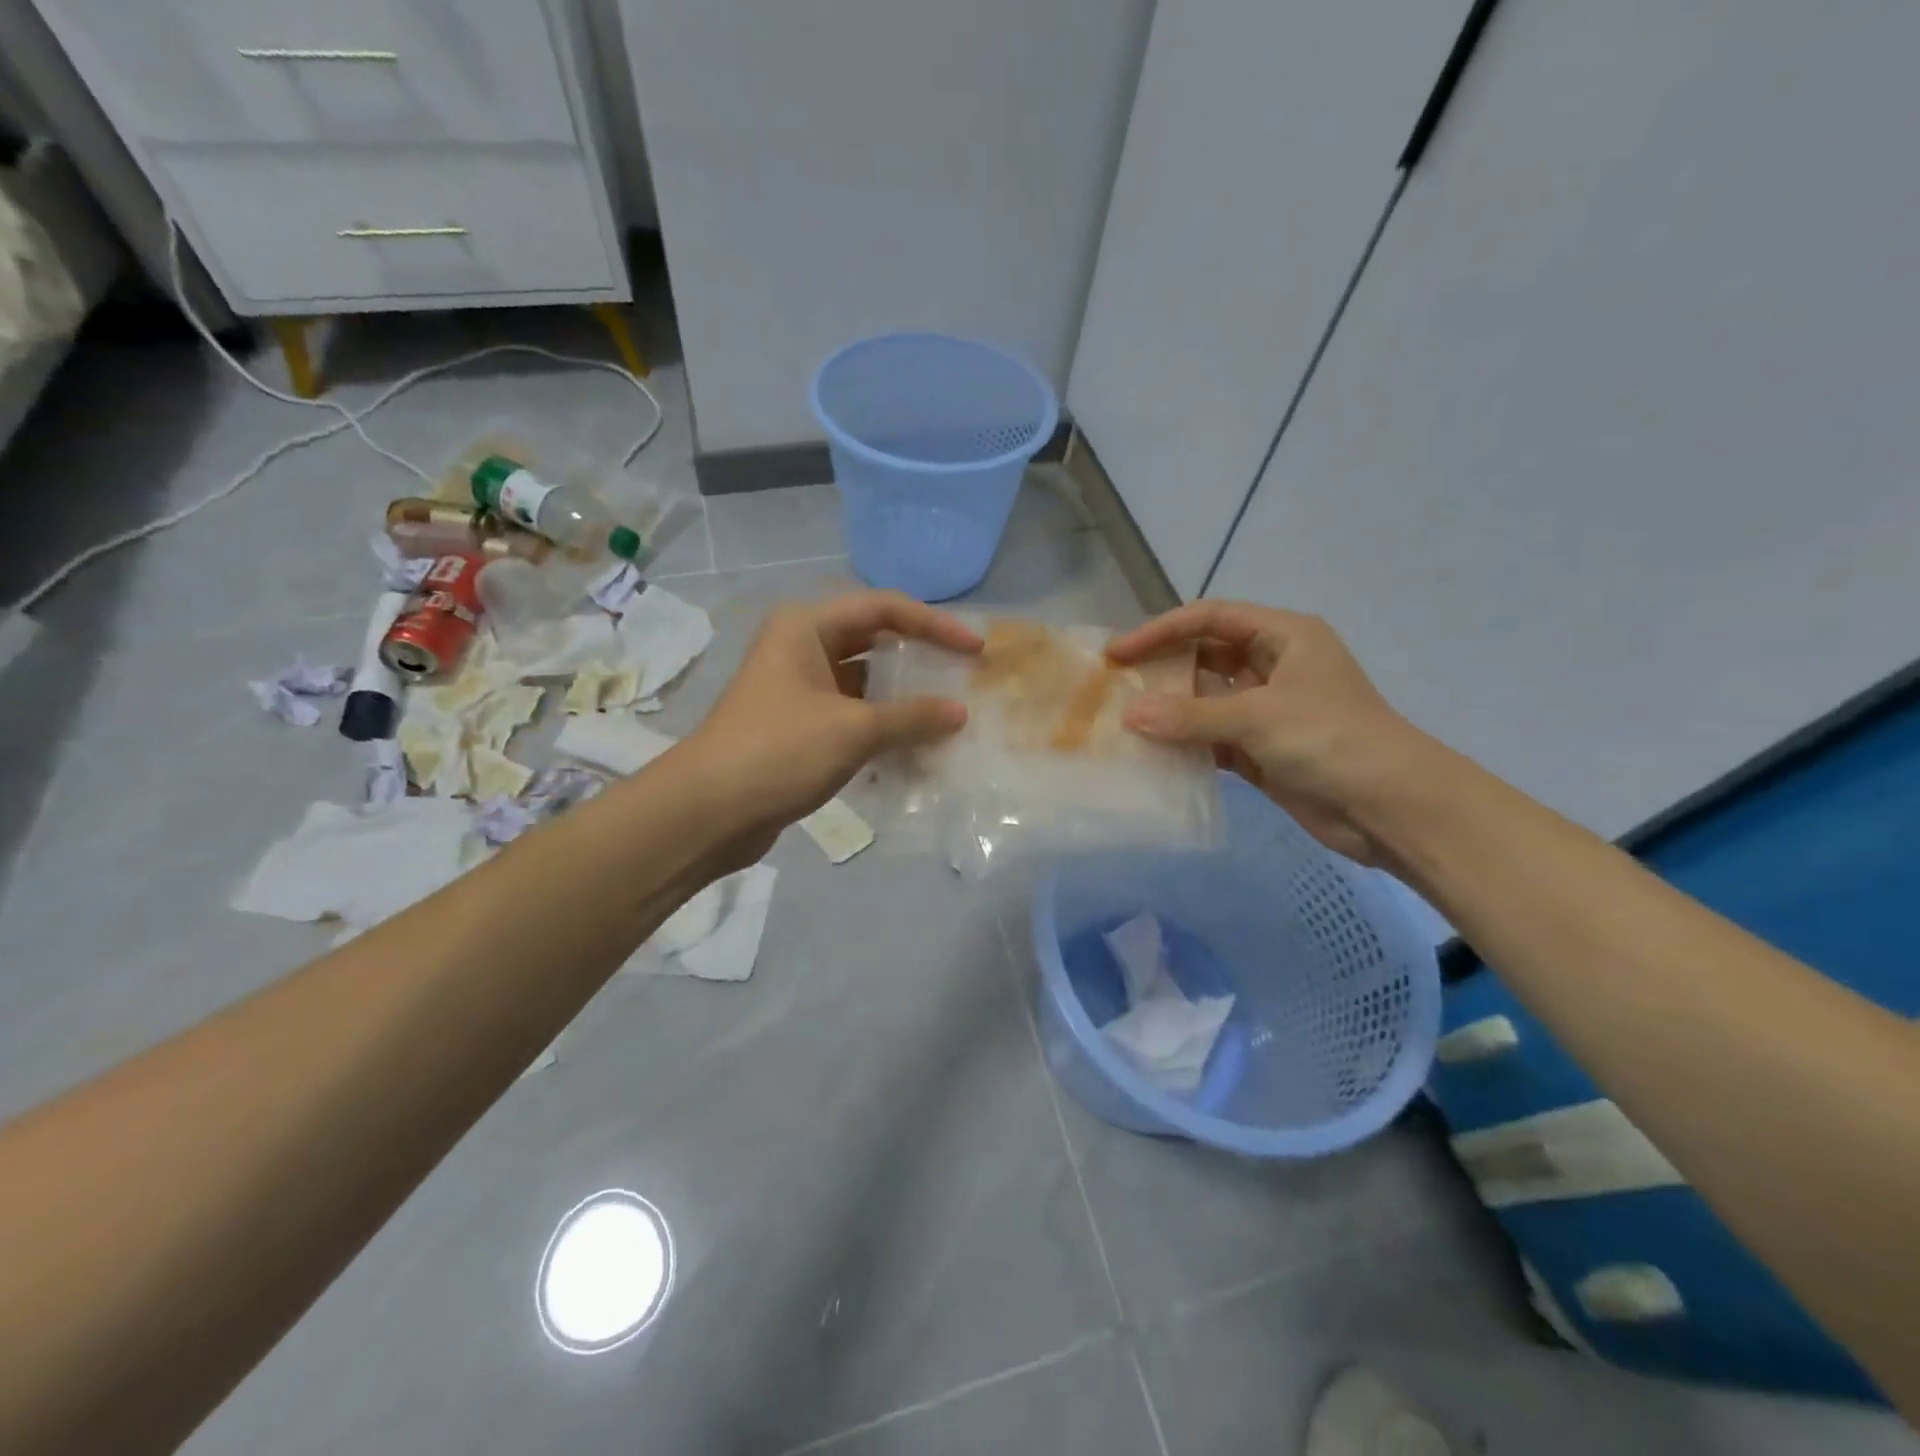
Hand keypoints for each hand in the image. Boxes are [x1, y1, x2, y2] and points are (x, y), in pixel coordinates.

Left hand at [684, 591, 980, 858]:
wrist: (708, 812)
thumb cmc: (780, 751)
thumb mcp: (854, 730)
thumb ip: (912, 717)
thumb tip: (959, 713)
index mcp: (807, 627)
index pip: (885, 609)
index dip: (934, 625)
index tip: (974, 649)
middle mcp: (801, 647)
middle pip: (873, 640)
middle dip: (919, 657)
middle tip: (963, 676)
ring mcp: (797, 688)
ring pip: (863, 681)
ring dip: (902, 696)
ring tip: (946, 713)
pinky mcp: (797, 726)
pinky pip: (851, 714)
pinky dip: (881, 725)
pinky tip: (912, 746)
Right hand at [1106, 602, 1430, 864]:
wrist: (1390, 807)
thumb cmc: (1330, 739)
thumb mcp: (1258, 717)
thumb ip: (1190, 716)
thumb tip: (1129, 715)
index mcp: (1284, 637)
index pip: (1211, 619)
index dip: (1162, 630)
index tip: (1120, 652)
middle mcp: (1273, 666)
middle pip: (1205, 657)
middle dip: (1162, 669)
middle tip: (1115, 686)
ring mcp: (1267, 711)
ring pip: (1206, 701)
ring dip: (1170, 710)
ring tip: (1122, 720)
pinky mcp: (1262, 750)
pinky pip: (1212, 739)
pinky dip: (1185, 744)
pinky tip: (1151, 753)